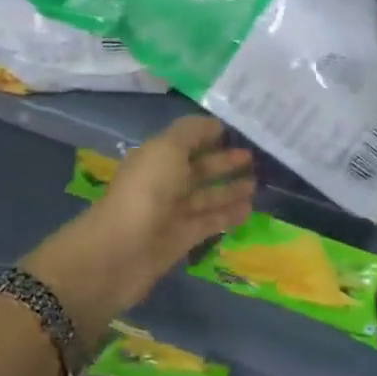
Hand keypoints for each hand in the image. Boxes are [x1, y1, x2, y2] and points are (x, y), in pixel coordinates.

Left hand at [25, 116, 253, 321]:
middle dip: (223, 161)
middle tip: (253, 157)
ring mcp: (171, 212)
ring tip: (257, 182)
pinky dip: (228, 214)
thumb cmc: (146, 190)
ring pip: (206, 196)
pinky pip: (209, 221)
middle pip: (198, 168)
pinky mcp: (181, 239)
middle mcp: (163, 181)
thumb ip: (192, 132)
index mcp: (156, 156)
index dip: (208, 134)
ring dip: (229, 189)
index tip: (238, 131)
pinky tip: (249, 208)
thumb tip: (215, 124)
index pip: (186, 140)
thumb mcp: (167, 148)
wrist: (120, 251)